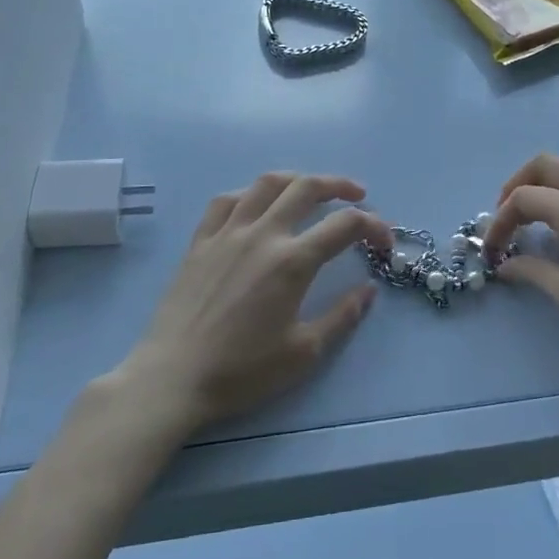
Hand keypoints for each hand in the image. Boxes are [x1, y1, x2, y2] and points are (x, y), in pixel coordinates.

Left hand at [117, 173, 390, 432]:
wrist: (173, 379)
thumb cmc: (242, 371)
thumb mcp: (304, 353)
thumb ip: (342, 316)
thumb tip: (368, 289)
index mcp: (292, 262)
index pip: (345, 226)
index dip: (374, 226)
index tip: (385, 241)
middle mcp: (262, 235)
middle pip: (307, 188)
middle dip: (339, 186)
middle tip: (357, 196)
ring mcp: (227, 233)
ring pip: (266, 184)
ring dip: (297, 180)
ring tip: (311, 189)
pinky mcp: (200, 241)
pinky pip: (226, 201)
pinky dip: (249, 194)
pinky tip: (257, 204)